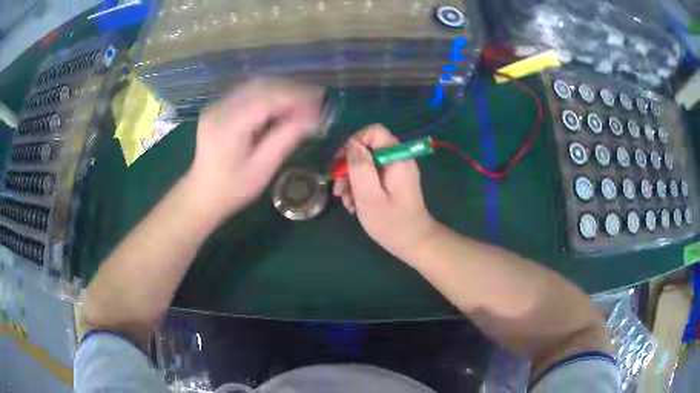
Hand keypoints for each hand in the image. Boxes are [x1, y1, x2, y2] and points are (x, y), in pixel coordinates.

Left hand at [187, 78, 323, 220]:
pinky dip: (269, 95)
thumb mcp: (262, 169)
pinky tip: (282, 106)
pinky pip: (248, 92)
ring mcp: (217, 105)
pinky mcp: (219, 107)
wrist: (202, 194)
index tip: (319, 108)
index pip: (267, 99)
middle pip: (262, 86)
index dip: (296, 99)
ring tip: (303, 104)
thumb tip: (314, 118)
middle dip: (292, 91)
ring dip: (282, 91)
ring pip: (256, 85)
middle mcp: (220, 108)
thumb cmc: (232, 189)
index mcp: (228, 126)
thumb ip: (286, 139)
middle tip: (316, 102)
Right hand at [333, 125, 438, 259]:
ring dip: (351, 180)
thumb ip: (360, 167)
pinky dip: (360, 187)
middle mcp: (398, 159)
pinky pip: (372, 175)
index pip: (374, 131)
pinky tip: (354, 205)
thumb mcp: (369, 195)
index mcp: (397, 157)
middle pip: (367, 148)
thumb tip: (352, 145)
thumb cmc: (391, 222)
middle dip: (349, 167)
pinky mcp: (392, 182)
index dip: (354, 142)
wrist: (413, 243)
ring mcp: (395, 171)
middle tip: (338, 189)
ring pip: (367, 163)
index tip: (341, 164)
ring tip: (346, 202)